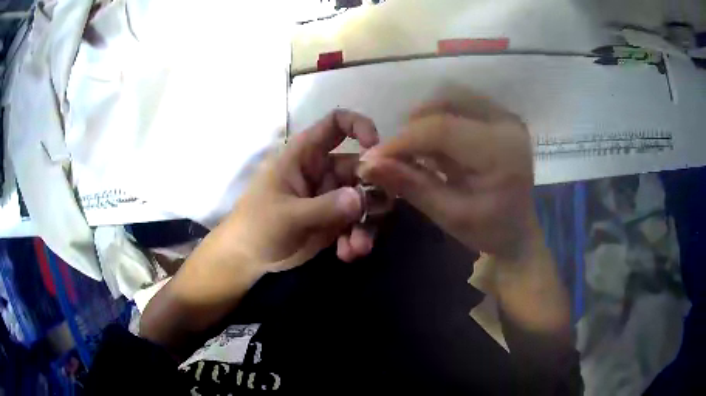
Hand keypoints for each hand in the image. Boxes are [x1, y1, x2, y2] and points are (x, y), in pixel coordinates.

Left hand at [221, 110, 378, 272]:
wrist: (248, 257)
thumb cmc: (257, 226)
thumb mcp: (286, 216)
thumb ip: (323, 207)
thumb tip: (362, 198)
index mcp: (305, 154)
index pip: (336, 124)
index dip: (360, 126)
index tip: (375, 149)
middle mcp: (324, 170)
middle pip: (362, 167)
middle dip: (372, 192)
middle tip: (371, 217)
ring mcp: (332, 195)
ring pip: (365, 198)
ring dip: (367, 222)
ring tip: (358, 247)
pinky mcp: (335, 219)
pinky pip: (359, 222)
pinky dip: (358, 237)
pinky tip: (348, 254)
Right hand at [358, 90, 540, 260]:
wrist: (519, 229)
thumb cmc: (488, 230)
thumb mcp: (448, 215)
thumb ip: (410, 185)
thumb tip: (366, 163)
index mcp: (501, 153)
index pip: (442, 129)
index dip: (402, 140)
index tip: (372, 158)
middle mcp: (507, 124)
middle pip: (444, 103)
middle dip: (412, 128)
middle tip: (396, 156)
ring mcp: (505, 116)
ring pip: (450, 97)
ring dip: (424, 120)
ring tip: (416, 151)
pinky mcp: (500, 115)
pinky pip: (459, 102)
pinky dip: (438, 118)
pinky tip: (435, 145)